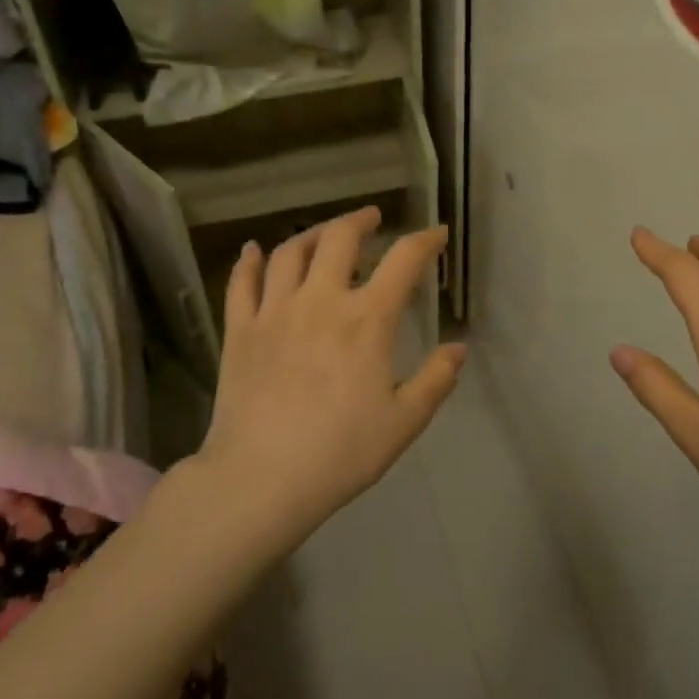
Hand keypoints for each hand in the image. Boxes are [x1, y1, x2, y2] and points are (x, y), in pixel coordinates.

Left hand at [195, 207, 465, 541]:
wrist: (260, 480)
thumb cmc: (340, 452)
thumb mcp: (404, 421)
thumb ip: (436, 379)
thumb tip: (459, 348)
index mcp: (367, 320)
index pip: (403, 261)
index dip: (424, 241)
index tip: (436, 234)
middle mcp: (321, 301)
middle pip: (340, 238)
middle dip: (361, 220)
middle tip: (372, 218)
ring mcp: (275, 312)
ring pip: (291, 252)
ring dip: (312, 233)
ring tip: (325, 233)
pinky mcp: (240, 331)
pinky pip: (242, 283)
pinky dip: (249, 261)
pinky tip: (254, 250)